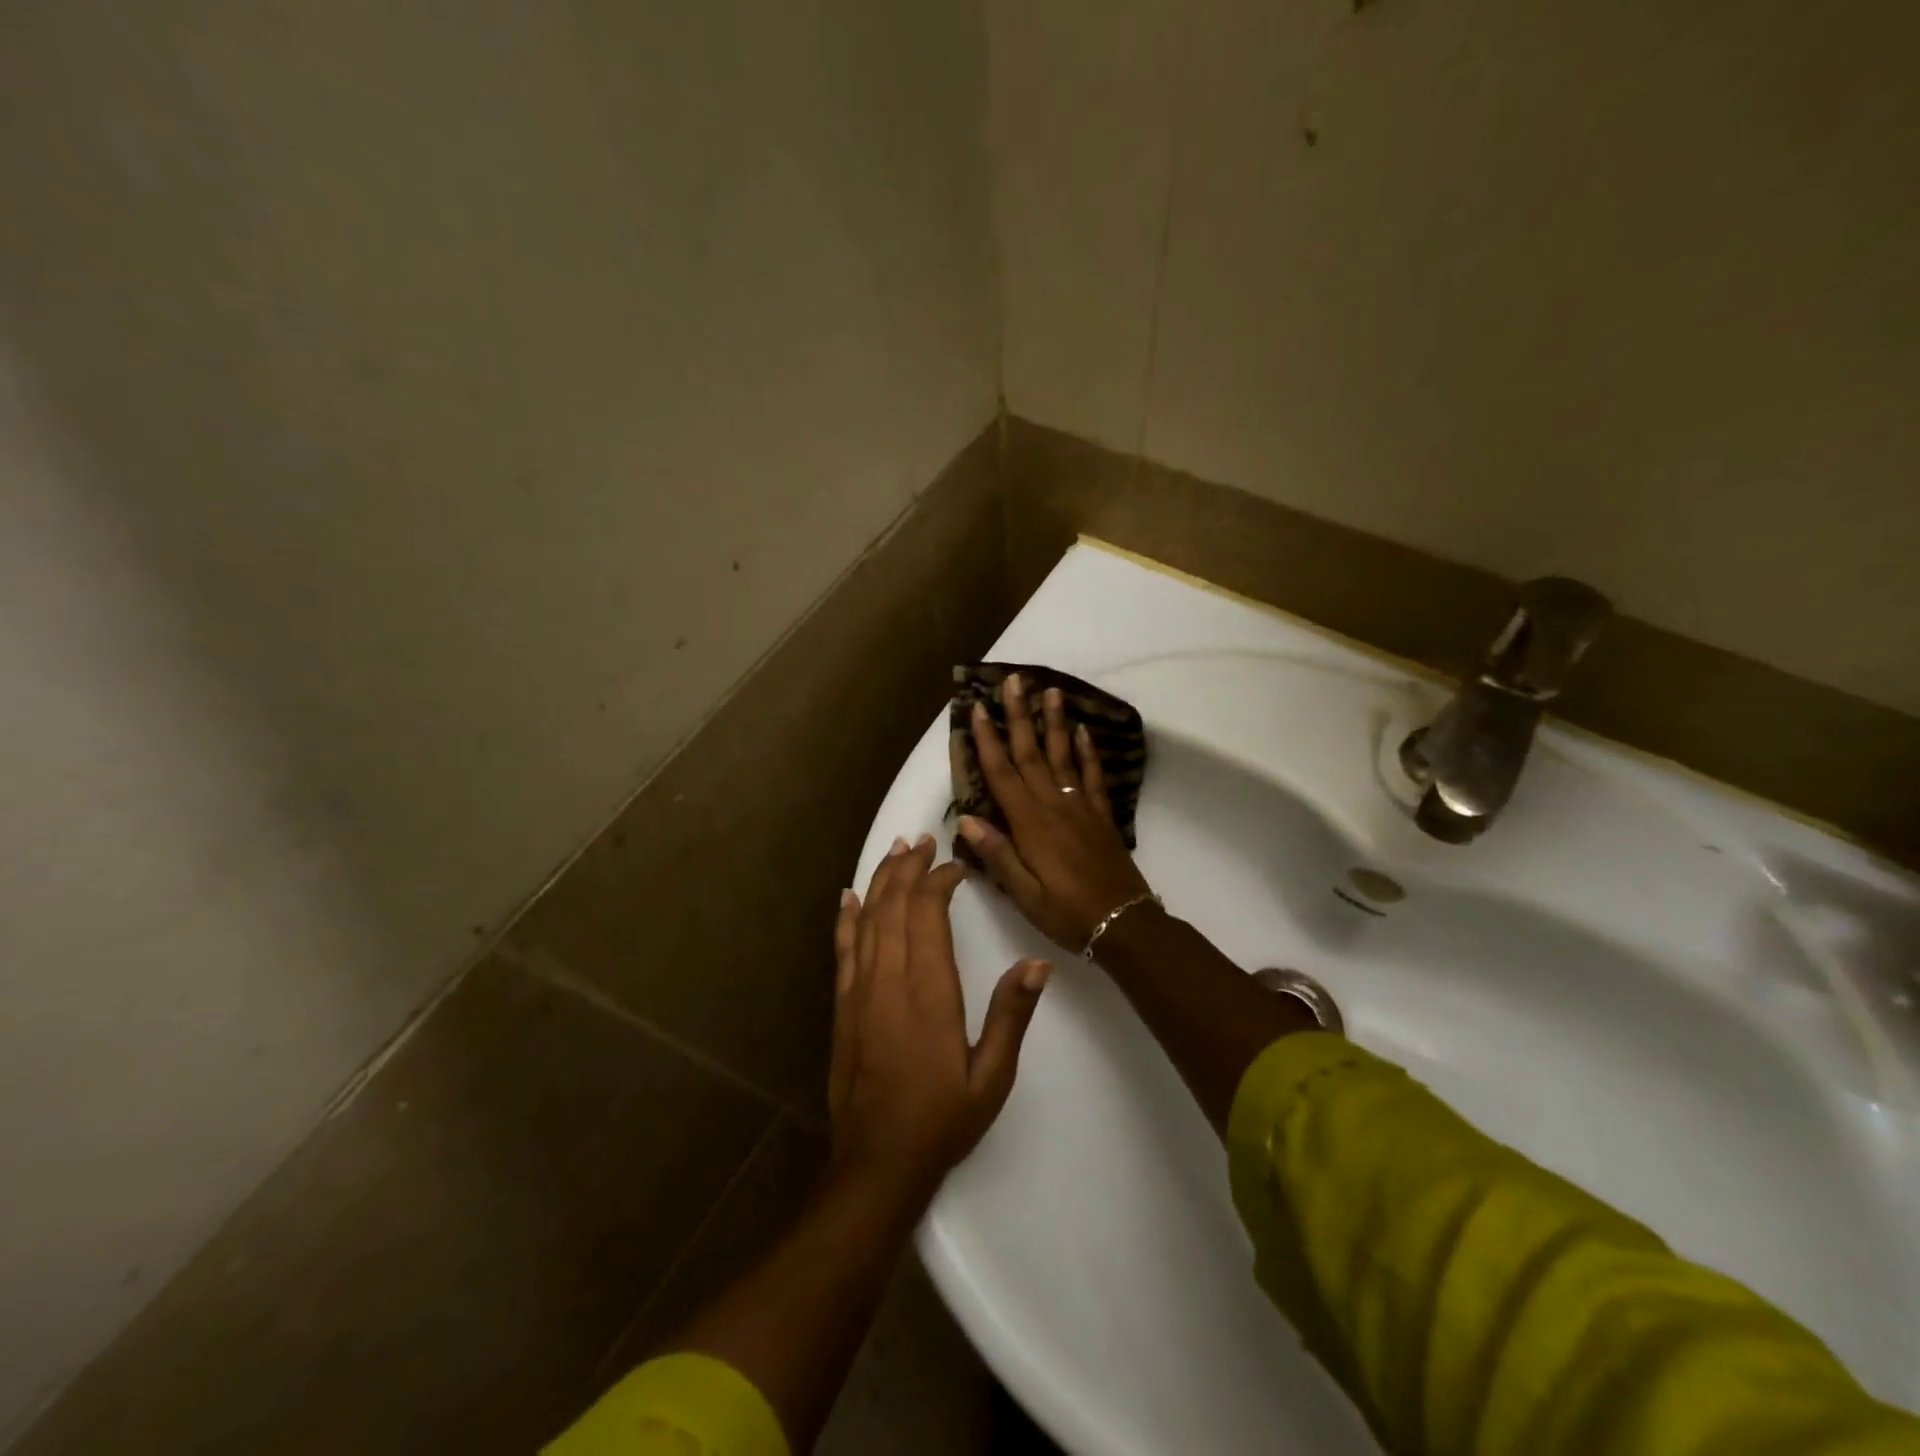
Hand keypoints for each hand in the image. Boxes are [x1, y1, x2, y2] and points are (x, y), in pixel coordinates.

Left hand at [829, 835, 1049, 1195]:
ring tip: (896, 851)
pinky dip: (846, 918)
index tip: (955, 867)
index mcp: (929, 992)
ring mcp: (859, 992)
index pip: (928, 916)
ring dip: (881, 881)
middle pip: (894, 907)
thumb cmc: (941, 1120)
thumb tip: (1037, 964)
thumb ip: (1012, 1016)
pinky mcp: (842, 1007)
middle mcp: (889, 981)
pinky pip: (843, 950)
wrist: (876, 1164)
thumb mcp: (991, 1076)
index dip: (938, 882)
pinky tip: (849, 896)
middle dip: (908, 868)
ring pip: (867, 920)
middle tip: (923, 840)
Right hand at [959, 673, 1154, 953]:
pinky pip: (1093, 776)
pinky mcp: (1101, 815)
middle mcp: (1053, 805)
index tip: (976, 708)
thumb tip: (966, 819)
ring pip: (1063, 755)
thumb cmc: (1066, 913)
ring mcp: (1080, 807)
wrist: (1123, 923)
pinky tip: (1083, 731)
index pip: (1002, 773)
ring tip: (1050, 690)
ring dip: (1054, 722)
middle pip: (1031, 753)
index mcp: (1029, 824)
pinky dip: (1087, 752)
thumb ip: (997, 855)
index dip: (987, 740)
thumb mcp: (1024, 894)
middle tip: (1014, 680)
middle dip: (1018, 716)